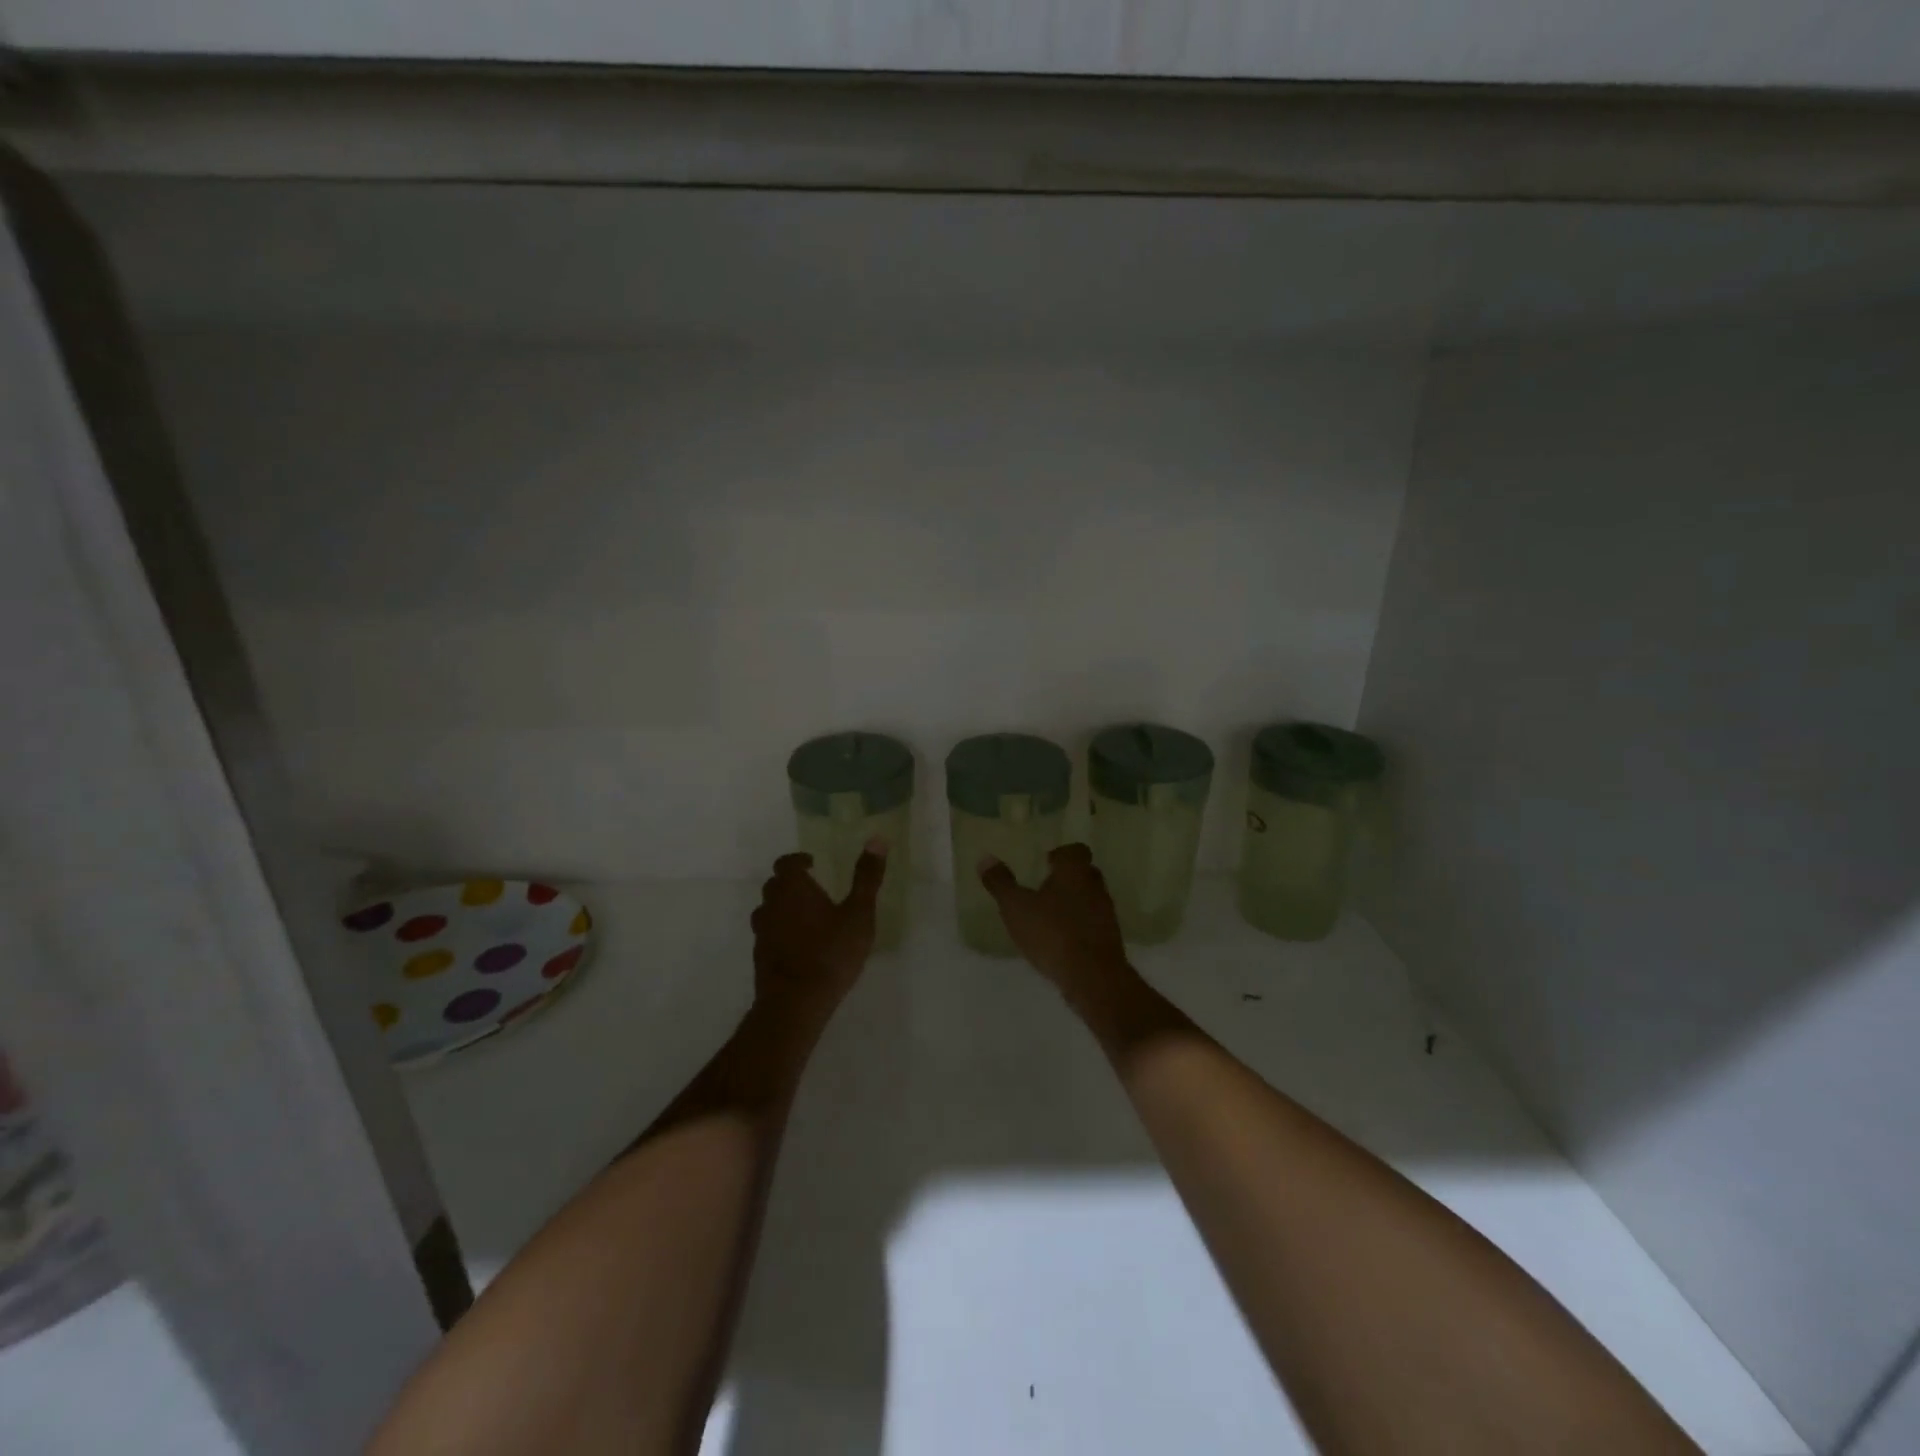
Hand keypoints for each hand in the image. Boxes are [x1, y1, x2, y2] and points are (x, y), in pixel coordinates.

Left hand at [750, 843, 886, 1022]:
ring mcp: (762, 932)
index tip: (813, 864)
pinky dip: (780, 932)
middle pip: (774, 885)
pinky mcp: (760, 957)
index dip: (798, 861)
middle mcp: (771, 904)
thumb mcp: (859, 914)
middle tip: (814, 889)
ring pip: (768, 910)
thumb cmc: (831, 952)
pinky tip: (799, 945)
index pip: (786, 863)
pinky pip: (768, 934)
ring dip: (783, 908)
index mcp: (793, 888)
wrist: (795, 1003)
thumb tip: (877, 839)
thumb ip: (867, 877)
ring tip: (806, 917)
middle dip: (791, 883)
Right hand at [978, 843, 1134, 1008]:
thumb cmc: (1052, 932)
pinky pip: (1093, 924)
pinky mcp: (1110, 939)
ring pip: (1090, 899)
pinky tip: (1062, 941)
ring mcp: (1106, 913)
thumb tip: (985, 858)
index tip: (1046, 863)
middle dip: (1067, 878)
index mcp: (1074, 871)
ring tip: (1050, 917)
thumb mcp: (1016, 907)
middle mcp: (1095, 886)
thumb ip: (1001, 883)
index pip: (1075, 850)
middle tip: (1044, 888)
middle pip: (1085, 873)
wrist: (1092, 976)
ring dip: (1074, 904)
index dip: (1061, 854)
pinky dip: (1080, 927)